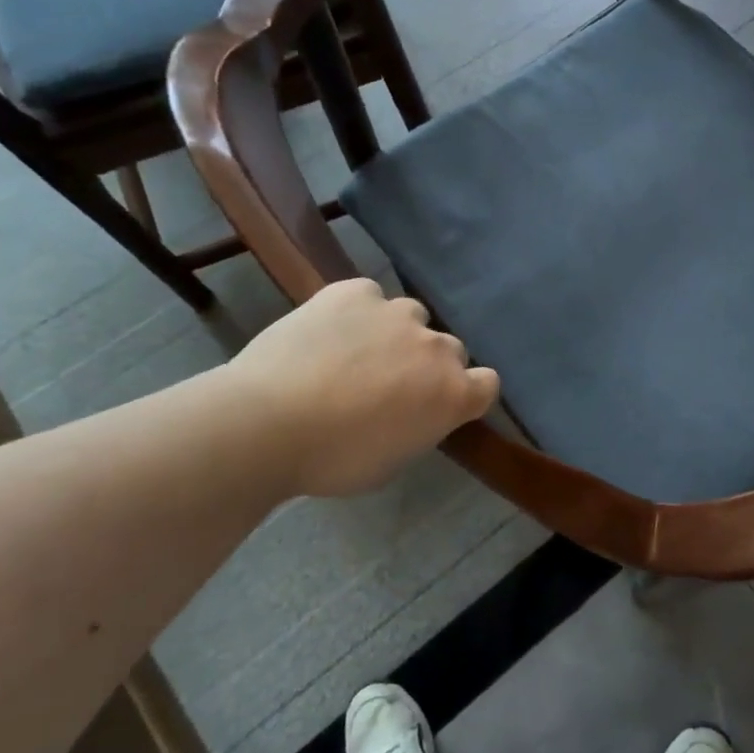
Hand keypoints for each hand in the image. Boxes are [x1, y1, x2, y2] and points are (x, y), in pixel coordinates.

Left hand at [225, 279, 498, 497]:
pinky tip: (329, 332)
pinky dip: (356, 311)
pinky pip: (369, 296)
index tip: (439, 405)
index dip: (467, 393)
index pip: (488, 383)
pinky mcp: (355, 292)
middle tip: (388, 386)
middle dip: (427, 364)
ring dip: (395, 334)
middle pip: (450, 348)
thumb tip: (411, 410)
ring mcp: (396, 313)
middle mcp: (437, 347)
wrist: (265, 424)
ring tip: (354, 354)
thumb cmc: (331, 460)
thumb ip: (419, 425)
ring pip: (411, 317)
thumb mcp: (392, 460)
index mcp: (453, 394)